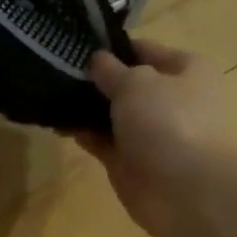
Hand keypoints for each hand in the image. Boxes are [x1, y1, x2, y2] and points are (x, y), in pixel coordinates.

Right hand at [75, 40, 236, 236]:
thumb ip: (111, 71)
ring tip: (50, 98)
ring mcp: (150, 133)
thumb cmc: (168, 121)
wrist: (184, 189)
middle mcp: (170, 99)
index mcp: (185, 70)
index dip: (113, 48)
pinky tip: (59, 126)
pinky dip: (84, 135)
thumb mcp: (136, 83)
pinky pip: (103, 142)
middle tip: (57, 73)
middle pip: (127, 85)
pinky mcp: (131, 162)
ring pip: (113, 115)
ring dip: (86, 110)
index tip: (77, 47)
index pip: (144, 51)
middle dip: (96, 81)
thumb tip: (96, 60)